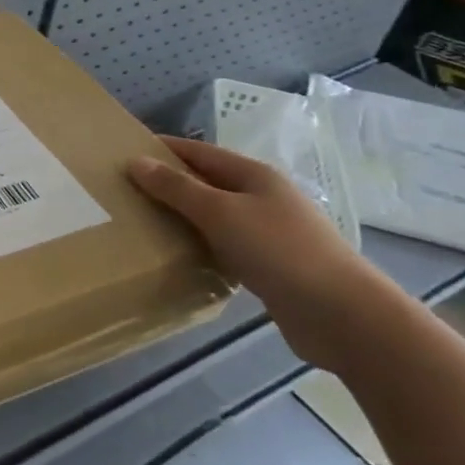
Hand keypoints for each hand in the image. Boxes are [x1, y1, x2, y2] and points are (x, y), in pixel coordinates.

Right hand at [129, 136, 409, 372]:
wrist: (342, 315)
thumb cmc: (279, 251)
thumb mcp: (220, 213)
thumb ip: (176, 188)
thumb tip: (136, 161)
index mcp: (254, 175)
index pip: (198, 152)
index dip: (162, 149)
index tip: (122, 153)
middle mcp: (262, 198)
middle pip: (206, 183)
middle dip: (168, 185)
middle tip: (124, 193)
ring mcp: (269, 232)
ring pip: (214, 216)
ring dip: (182, 218)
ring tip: (141, 224)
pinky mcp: (270, 265)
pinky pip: (224, 246)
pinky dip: (200, 246)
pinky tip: (178, 257)